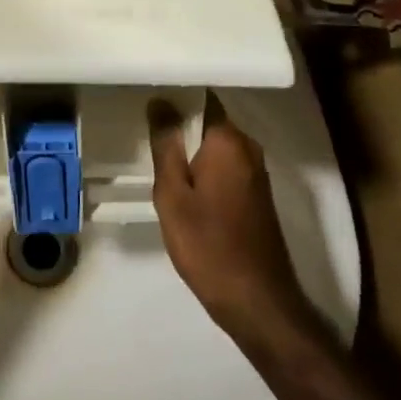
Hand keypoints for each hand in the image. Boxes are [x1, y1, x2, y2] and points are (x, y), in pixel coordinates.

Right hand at [149, 96, 311, 342]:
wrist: (257, 302)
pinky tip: (182, 186)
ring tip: (156, 159)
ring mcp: (256, 171)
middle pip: (208, 121)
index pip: (200, 98)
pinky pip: (225, 166)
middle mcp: (248, 148)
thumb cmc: (208, 245)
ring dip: (190, 150)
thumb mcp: (173, 194)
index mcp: (228, 141)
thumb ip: (166, 145)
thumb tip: (160, 101)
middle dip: (179, 126)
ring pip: (215, 146)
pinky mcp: (257, 194)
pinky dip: (204, 169)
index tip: (146, 103)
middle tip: (143, 135)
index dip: (173, 97)